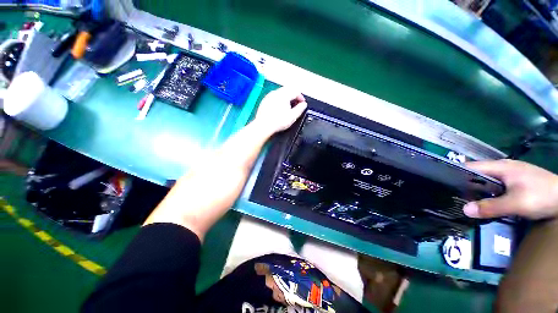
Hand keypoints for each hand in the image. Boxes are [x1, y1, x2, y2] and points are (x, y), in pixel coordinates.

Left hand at [254, 87, 307, 134]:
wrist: (264, 126)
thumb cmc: (276, 122)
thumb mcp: (293, 116)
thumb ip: (300, 109)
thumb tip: (303, 105)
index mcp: (284, 95)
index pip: (296, 91)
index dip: (301, 97)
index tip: (302, 103)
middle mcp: (276, 93)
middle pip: (288, 90)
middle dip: (294, 97)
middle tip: (296, 105)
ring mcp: (269, 96)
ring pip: (280, 93)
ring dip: (286, 98)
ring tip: (288, 108)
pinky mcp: (264, 101)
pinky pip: (274, 97)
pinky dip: (279, 101)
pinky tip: (279, 109)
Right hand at [463, 159, 557, 219]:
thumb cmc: (542, 196)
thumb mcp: (516, 204)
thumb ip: (491, 207)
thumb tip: (464, 210)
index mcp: (501, 166)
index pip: (471, 166)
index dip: (456, 173)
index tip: (444, 184)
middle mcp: (504, 167)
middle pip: (479, 173)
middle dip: (466, 183)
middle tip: (455, 196)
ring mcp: (513, 173)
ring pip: (489, 179)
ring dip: (479, 188)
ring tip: (469, 200)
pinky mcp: (519, 181)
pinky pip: (498, 184)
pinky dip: (490, 191)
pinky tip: (490, 200)